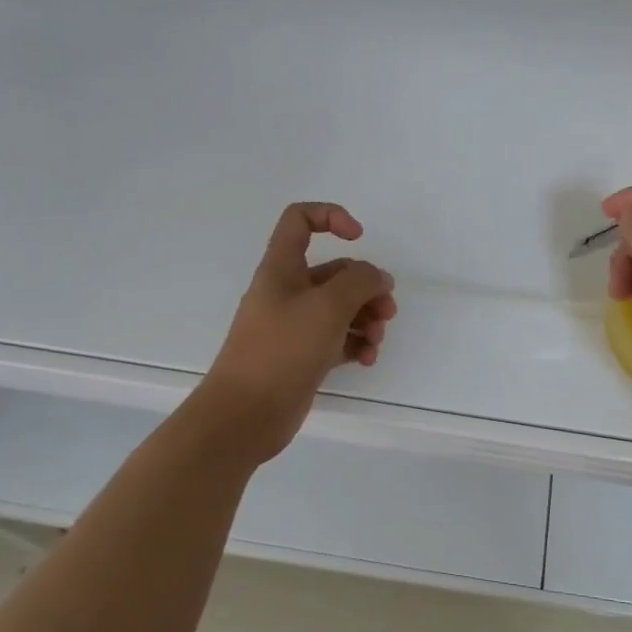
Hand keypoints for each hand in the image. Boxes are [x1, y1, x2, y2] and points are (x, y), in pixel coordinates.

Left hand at [200, 203, 397, 462]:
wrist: (244, 415)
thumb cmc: (282, 349)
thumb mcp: (328, 306)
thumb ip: (360, 281)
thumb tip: (377, 278)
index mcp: (282, 268)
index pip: (300, 219)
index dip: (331, 216)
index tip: (359, 238)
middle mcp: (287, 291)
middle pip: (334, 272)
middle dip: (366, 286)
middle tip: (386, 310)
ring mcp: (294, 325)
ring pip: (340, 308)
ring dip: (366, 318)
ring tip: (376, 340)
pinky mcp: (302, 356)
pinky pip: (336, 339)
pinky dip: (356, 343)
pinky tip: (367, 359)